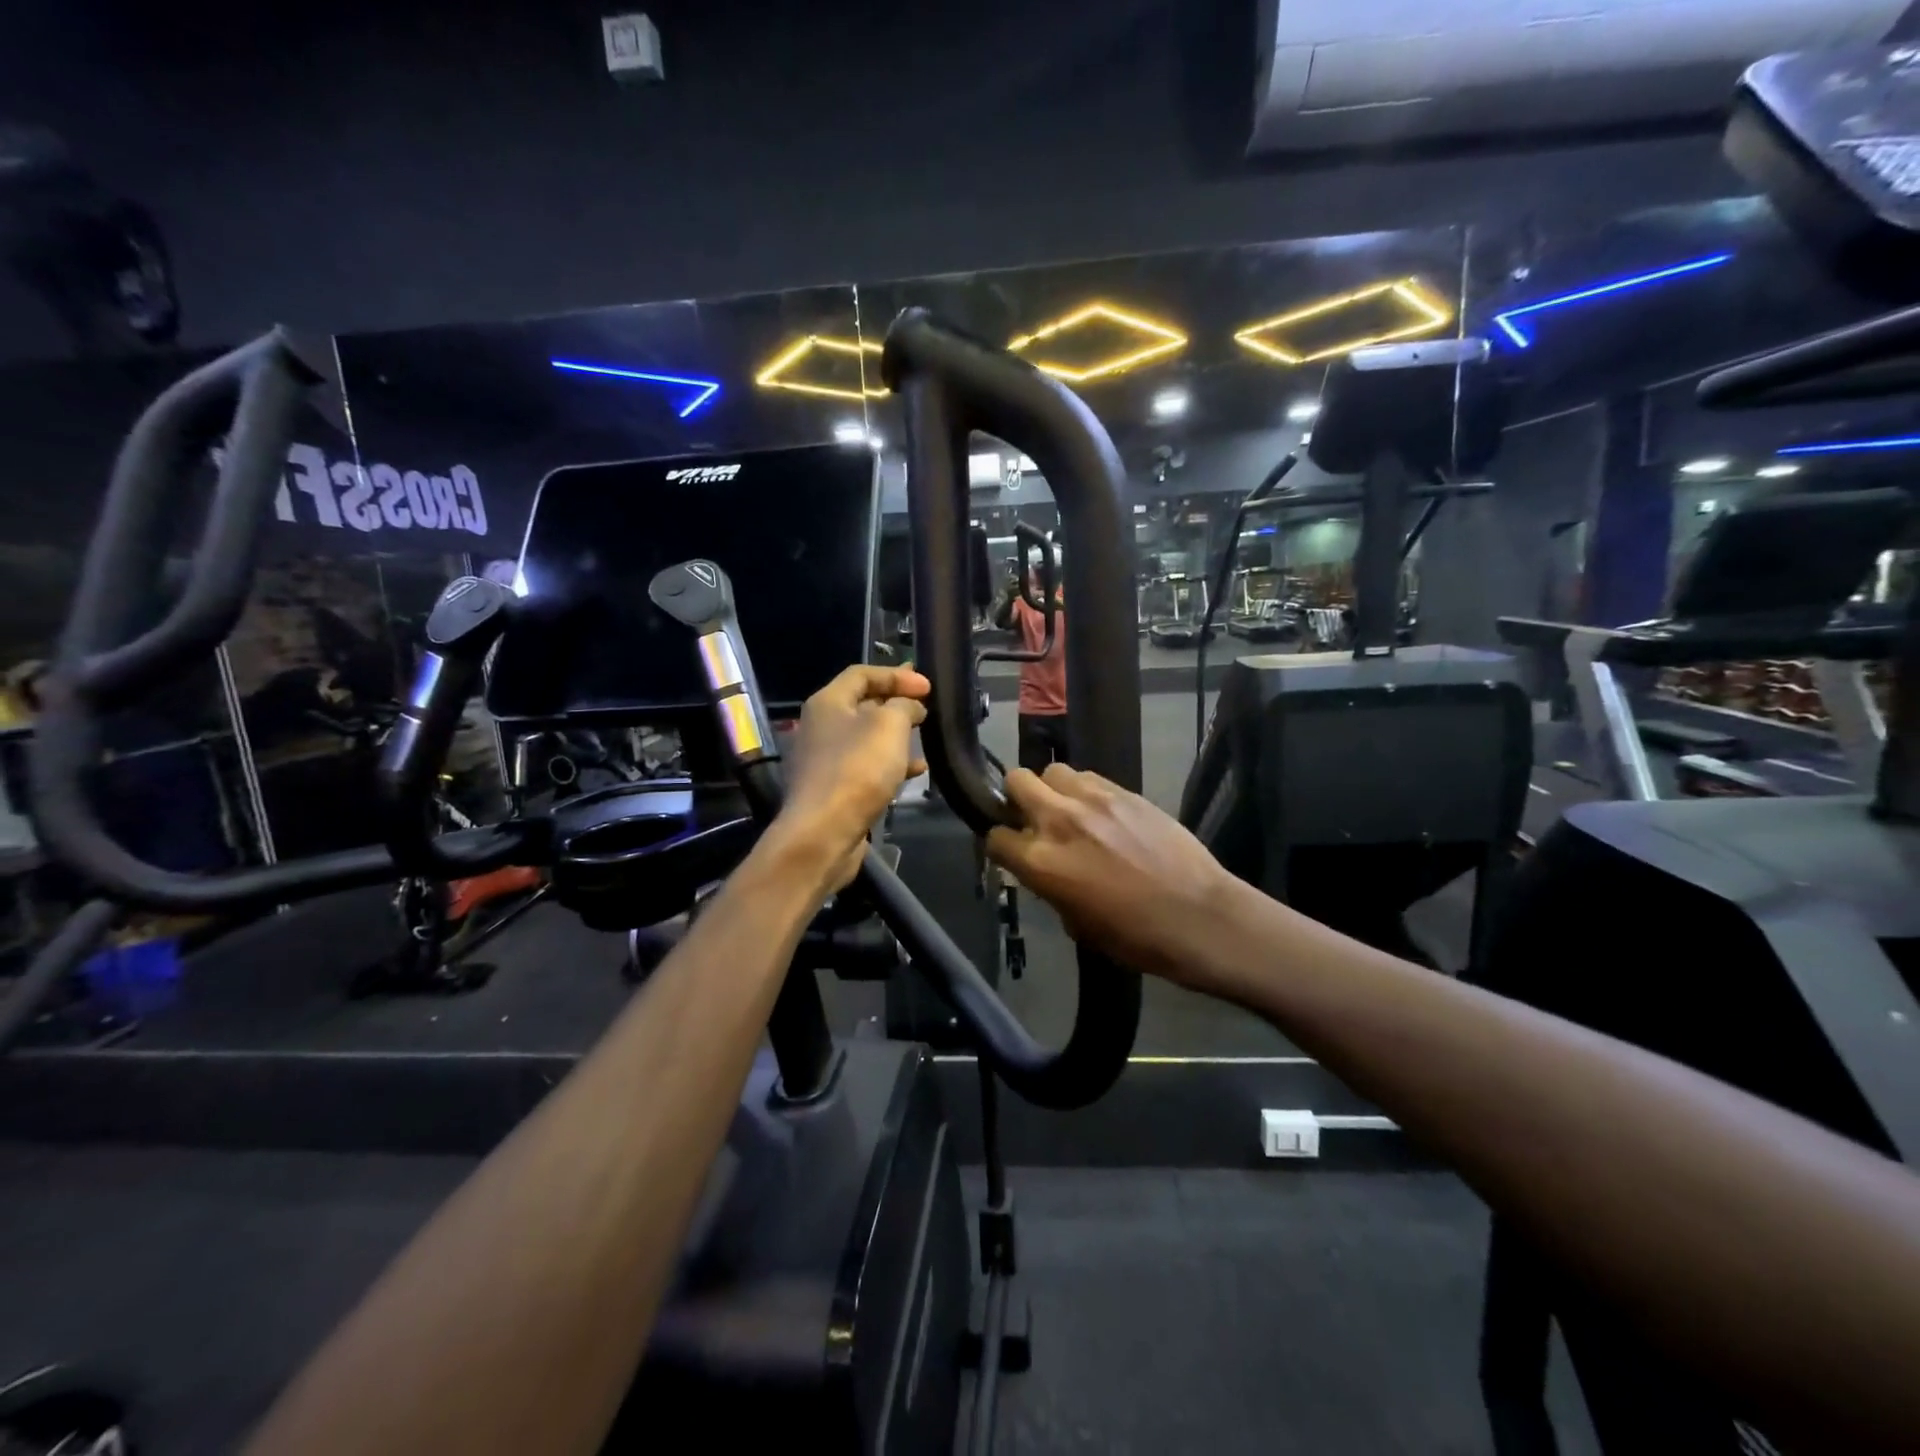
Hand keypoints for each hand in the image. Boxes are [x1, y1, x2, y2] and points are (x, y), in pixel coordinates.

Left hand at [774, 665, 929, 888]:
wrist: (823, 832)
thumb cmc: (857, 769)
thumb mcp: (889, 726)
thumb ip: (904, 705)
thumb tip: (910, 704)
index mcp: (827, 702)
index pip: (862, 674)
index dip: (896, 675)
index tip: (928, 687)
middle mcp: (820, 726)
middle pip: (862, 704)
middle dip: (896, 704)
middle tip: (926, 708)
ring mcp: (824, 760)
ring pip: (866, 738)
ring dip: (896, 736)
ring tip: (925, 738)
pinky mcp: (833, 789)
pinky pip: (866, 767)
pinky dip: (890, 764)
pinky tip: (915, 772)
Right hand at [986, 764, 1239, 987]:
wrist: (1198, 917)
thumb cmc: (1135, 937)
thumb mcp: (1077, 924)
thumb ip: (1051, 887)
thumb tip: (1048, 872)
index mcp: (1041, 862)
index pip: (996, 836)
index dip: (1002, 846)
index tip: (1013, 852)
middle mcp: (1058, 820)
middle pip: (1017, 781)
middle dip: (1017, 798)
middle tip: (1034, 819)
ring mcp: (1093, 800)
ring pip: (1053, 771)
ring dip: (1054, 790)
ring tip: (1070, 811)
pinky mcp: (1124, 791)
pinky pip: (1089, 777)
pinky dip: (1085, 790)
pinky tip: (1102, 812)